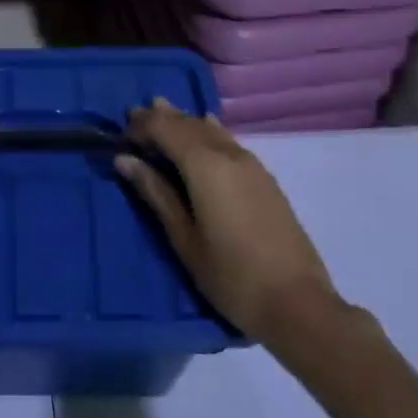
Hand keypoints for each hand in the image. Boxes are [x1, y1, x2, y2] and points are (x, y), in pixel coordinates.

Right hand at [116, 99, 342, 346]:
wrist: (297, 303)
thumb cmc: (230, 277)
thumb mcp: (184, 239)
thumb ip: (156, 193)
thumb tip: (125, 160)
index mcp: (206, 166)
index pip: (166, 128)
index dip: (141, 126)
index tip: (120, 135)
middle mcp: (229, 154)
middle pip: (189, 124)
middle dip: (160, 119)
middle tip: (133, 119)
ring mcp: (252, 165)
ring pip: (211, 130)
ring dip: (184, 122)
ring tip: (161, 114)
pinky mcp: (264, 179)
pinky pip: (228, 141)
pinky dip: (207, 132)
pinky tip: (204, 130)